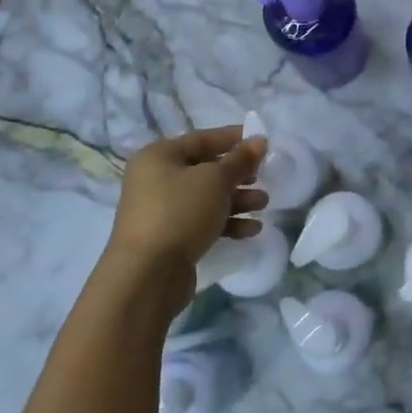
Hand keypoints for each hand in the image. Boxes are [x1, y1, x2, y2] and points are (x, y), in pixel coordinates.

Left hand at [100, 125, 266, 297]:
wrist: (147, 274)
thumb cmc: (180, 212)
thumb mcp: (215, 180)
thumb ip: (240, 159)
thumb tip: (259, 140)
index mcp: (159, 156)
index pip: (201, 139)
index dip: (233, 138)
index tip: (261, 141)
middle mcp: (156, 179)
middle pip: (206, 169)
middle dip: (239, 174)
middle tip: (264, 177)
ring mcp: (162, 210)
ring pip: (207, 197)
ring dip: (238, 199)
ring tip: (263, 204)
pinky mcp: (170, 237)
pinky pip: (203, 221)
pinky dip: (227, 222)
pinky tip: (251, 230)